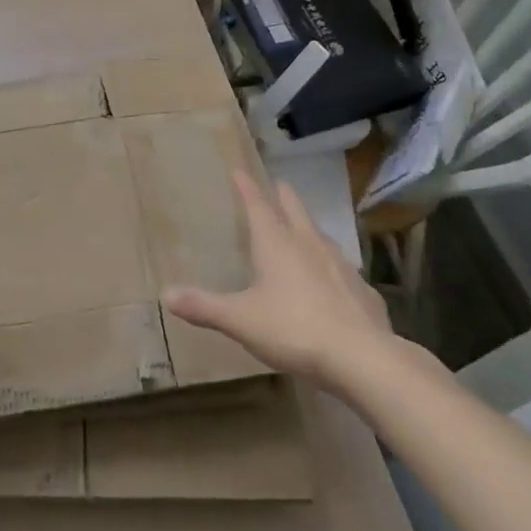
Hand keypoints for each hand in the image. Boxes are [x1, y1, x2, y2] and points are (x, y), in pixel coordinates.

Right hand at [163, 171, 402, 398]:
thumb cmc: (294, 329)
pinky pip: (343, 270)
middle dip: (284, 197)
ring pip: (321, 236)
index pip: (257, 205)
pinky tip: (333, 281)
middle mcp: (309, 245)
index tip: (240, 171)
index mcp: (276, 244)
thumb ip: (204, 306)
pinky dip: (332, 266)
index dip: (247, 188)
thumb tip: (165, 293)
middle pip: (294, 211)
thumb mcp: (240, 320)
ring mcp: (340, 266)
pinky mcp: (363, 292)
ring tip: (304, 227)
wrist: (364, 359)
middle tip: (279, 185)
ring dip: (309, 227)